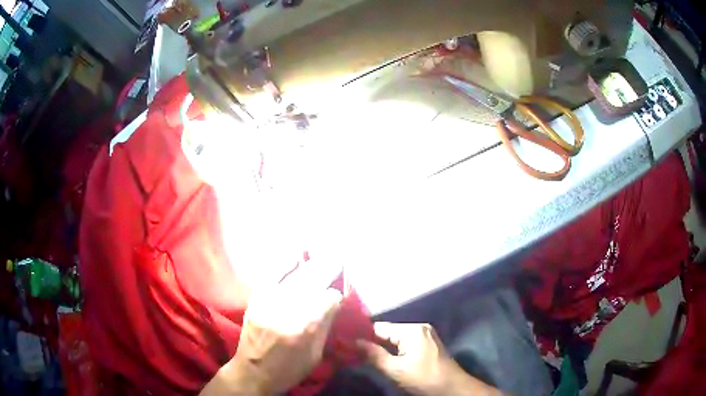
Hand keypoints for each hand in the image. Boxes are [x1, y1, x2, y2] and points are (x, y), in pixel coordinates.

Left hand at [200, 261, 342, 394]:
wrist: (252, 372)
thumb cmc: (288, 370)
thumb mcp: (315, 356)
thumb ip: (324, 327)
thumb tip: (334, 303)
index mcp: (303, 328)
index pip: (326, 299)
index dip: (335, 296)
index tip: (337, 298)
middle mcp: (286, 310)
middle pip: (311, 282)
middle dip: (327, 269)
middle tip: (337, 260)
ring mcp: (268, 302)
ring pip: (293, 277)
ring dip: (310, 266)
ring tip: (321, 256)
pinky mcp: (255, 300)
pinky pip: (271, 276)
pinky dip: (284, 265)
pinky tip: (294, 256)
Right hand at [358, 323, 499, 395]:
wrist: (452, 388)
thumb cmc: (423, 378)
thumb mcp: (395, 369)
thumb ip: (372, 355)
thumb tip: (352, 342)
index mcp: (412, 330)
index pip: (379, 328)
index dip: (361, 335)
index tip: (344, 342)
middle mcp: (419, 328)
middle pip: (388, 333)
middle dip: (371, 342)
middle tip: (350, 351)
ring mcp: (425, 336)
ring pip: (396, 339)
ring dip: (382, 348)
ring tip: (362, 355)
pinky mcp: (428, 345)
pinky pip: (405, 344)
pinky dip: (393, 351)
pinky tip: (383, 358)